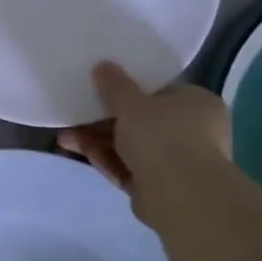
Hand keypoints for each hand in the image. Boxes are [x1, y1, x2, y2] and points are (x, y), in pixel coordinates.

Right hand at [59, 62, 230, 227]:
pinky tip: (75, 151)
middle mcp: (193, 131)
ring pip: (130, 145)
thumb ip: (116, 85)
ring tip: (64, 137)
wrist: (180, 194)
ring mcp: (176, 161)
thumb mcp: (132, 104)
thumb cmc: (163, 136)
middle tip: (74, 113)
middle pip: (141, 120)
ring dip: (96, 140)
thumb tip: (103, 65)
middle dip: (103, 119)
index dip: (129, 90)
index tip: (100, 88)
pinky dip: (103, 158)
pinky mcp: (158, 185)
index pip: (161, 91)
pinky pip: (127, 166)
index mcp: (197, 103)